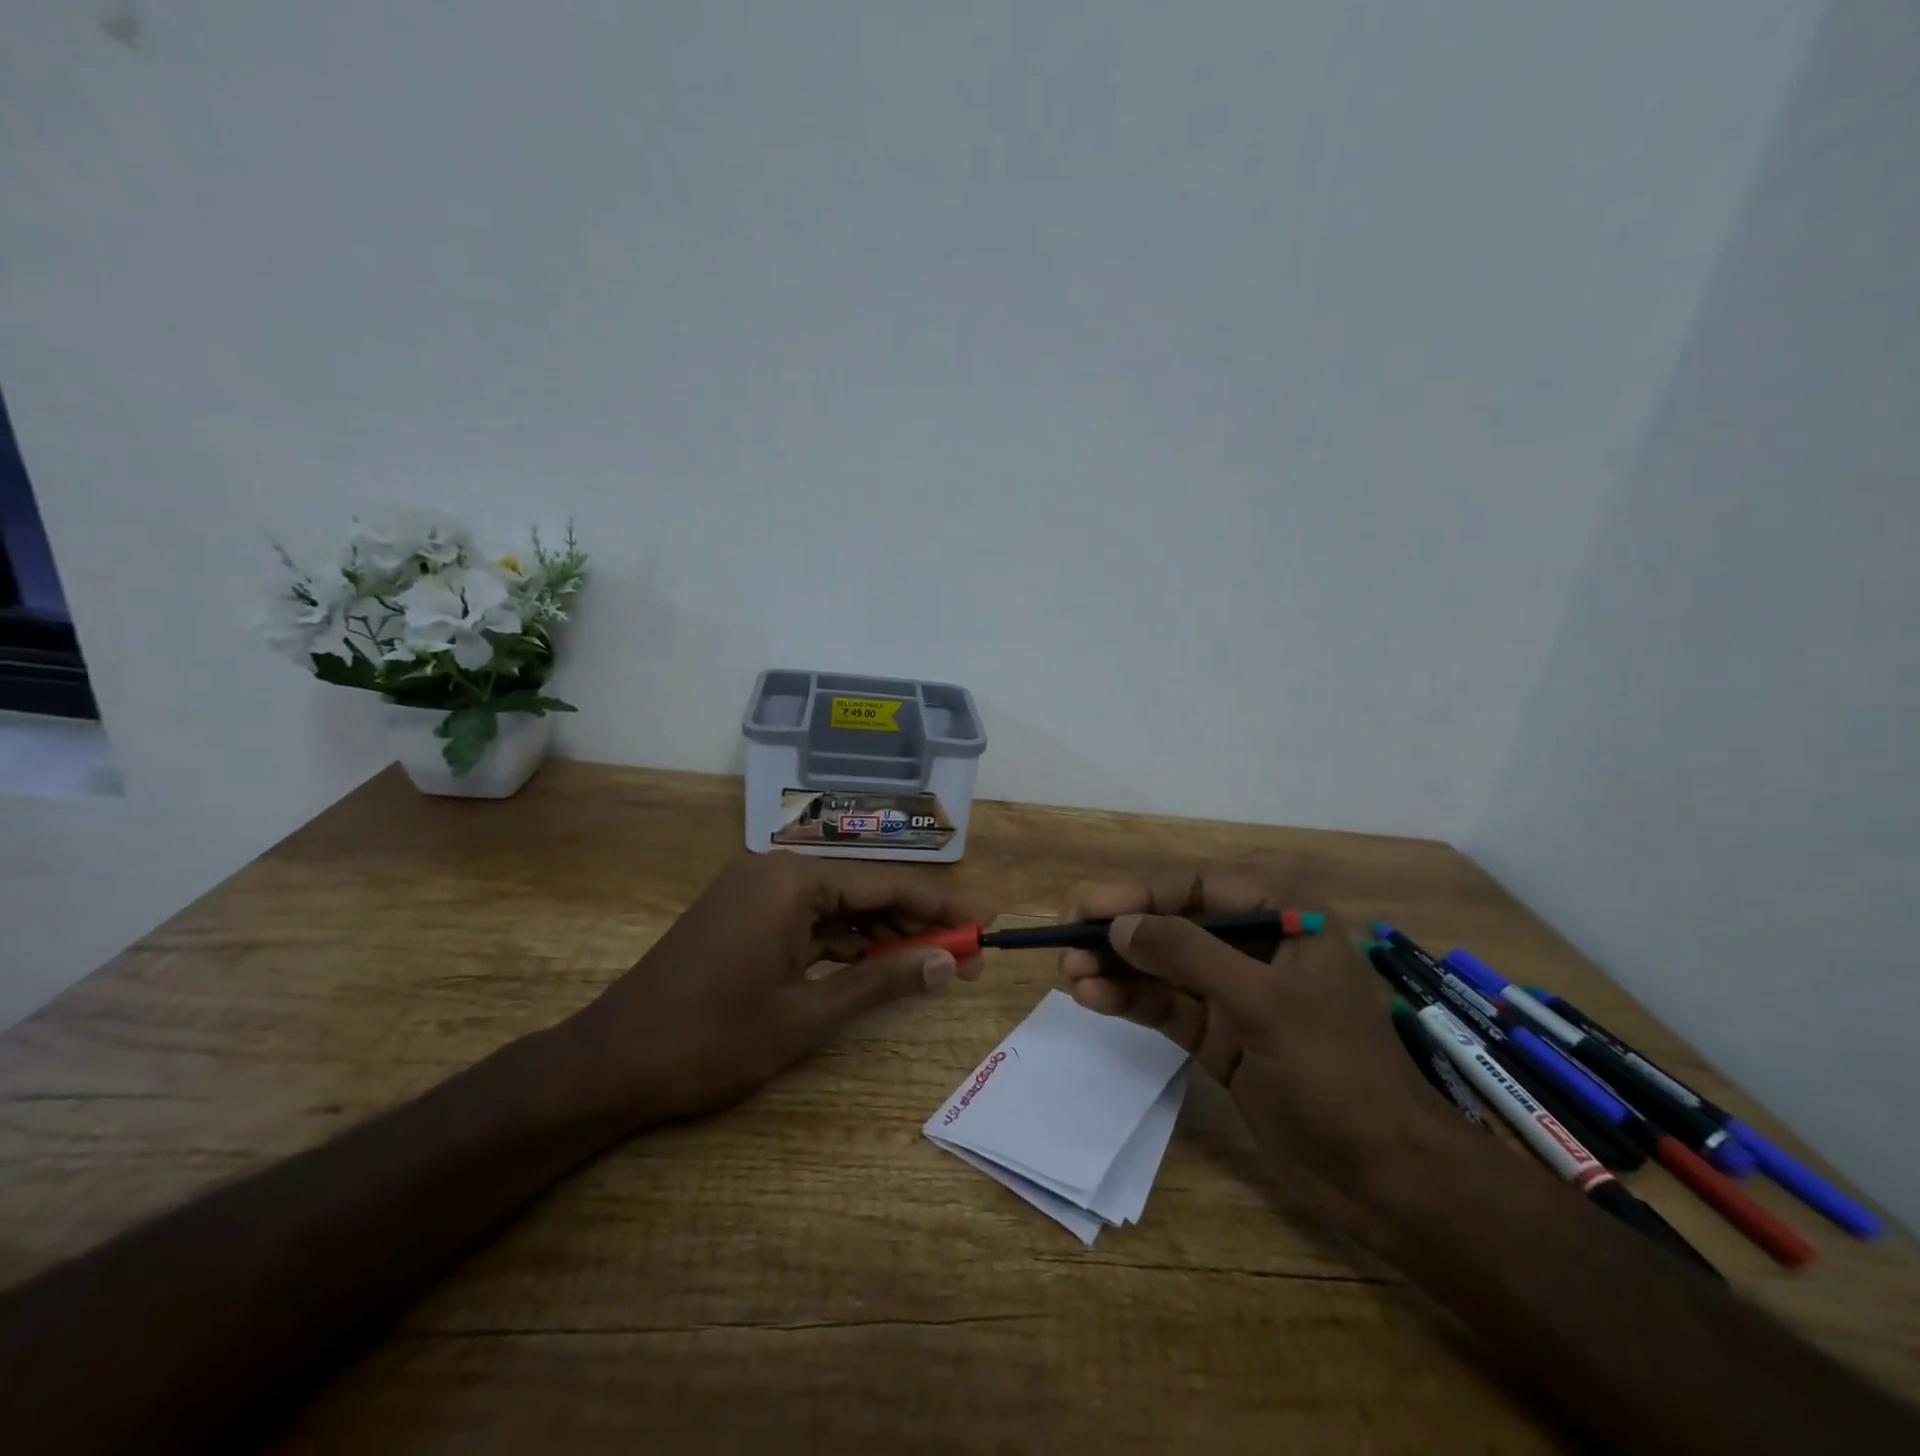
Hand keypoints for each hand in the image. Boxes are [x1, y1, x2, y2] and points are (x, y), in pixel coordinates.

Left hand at [569, 852, 990, 1127]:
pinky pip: (808, 921)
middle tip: (964, 959)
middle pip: (864, 891)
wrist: (610, 1064)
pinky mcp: (742, 916)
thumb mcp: (807, 1016)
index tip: (984, 922)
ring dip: (882, 936)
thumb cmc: (712, 1040)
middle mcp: (775, 871)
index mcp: (792, 880)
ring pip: (837, 907)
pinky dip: (843, 944)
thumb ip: (881, 983)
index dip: (941, 906)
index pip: (886, 885)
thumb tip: (945, 964)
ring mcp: (754, 892)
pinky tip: (875, 966)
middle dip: (916, 924)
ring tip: (930, 966)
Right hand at [1059, 870, 1452, 1202]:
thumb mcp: (1264, 1003)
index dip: (1140, 893)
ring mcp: (1237, 992)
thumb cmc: (1337, 1072)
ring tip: (1069, 973)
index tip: (1088, 908)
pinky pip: (1167, 1006)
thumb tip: (1118, 925)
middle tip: (1066, 941)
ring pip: (1164, 966)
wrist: (1387, 1178)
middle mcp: (1258, 945)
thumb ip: (1188, 955)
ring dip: (1117, 968)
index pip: (1199, 885)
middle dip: (1121, 932)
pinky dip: (1131, 1001)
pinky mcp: (1221, 1035)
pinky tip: (1093, 999)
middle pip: (1174, 923)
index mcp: (1285, 915)